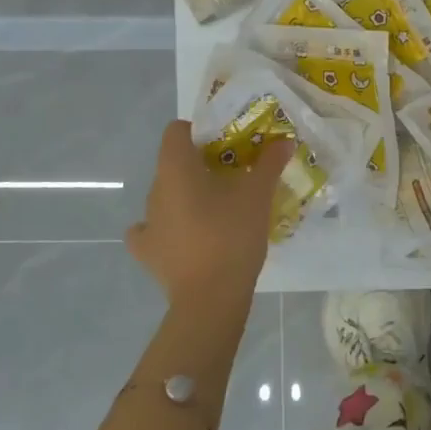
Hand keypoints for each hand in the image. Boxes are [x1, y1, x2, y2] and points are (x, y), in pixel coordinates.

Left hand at [125, 121, 291, 314]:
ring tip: (218, 208)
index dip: (199, 131)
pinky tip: (185, 235)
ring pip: (166, 196)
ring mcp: (147, 223)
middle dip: (201, 165)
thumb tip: (284, 141)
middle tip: (233, 176)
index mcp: (176, 169)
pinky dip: (167, 227)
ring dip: (188, 196)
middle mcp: (155, 190)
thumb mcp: (258, 195)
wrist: (211, 298)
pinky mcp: (147, 252)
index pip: (176, 132)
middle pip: (174, 164)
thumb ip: (270, 163)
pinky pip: (153, 229)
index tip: (226, 144)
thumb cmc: (232, 235)